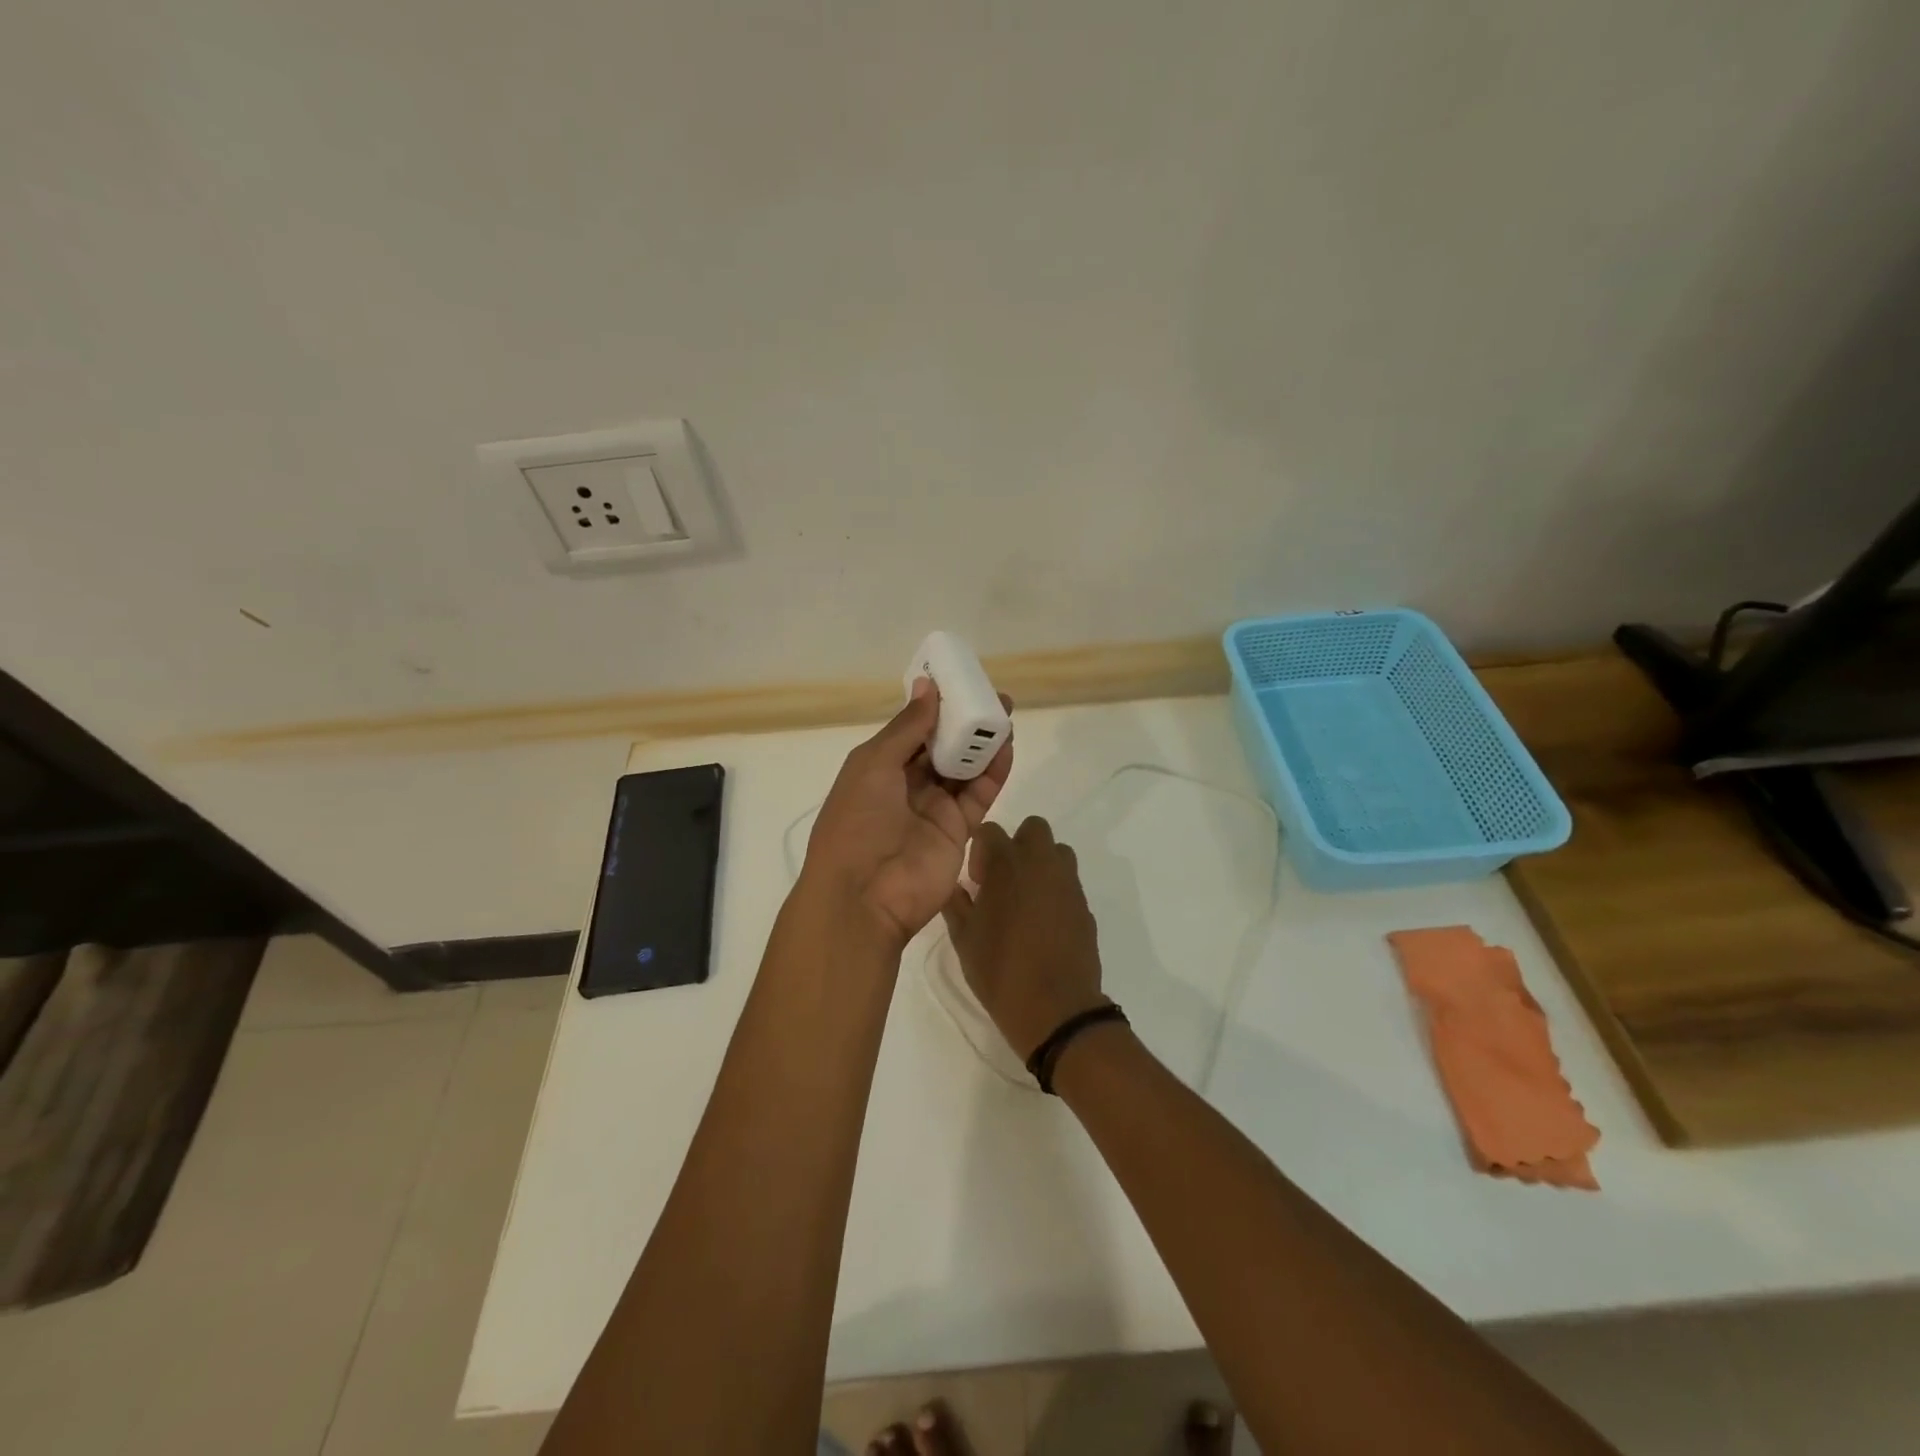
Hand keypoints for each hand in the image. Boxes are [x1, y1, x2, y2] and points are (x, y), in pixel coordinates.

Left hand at [801, 678, 1013, 948]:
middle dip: (965, 723)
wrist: (865, 896)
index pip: (913, 729)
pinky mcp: (959, 830)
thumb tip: (929, 686)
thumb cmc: (857, 822)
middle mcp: (907, 785)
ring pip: (964, 768)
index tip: (961, 682)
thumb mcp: (874, 765)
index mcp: (878, 767)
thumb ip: (907, 727)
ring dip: (982, 744)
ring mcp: (934, 809)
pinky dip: (993, 772)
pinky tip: (1006, 749)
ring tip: (1004, 717)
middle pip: (942, 747)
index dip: (936, 707)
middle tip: (994, 698)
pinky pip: (979, 794)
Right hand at [941, 817, 1105, 1059]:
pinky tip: (1043, 925)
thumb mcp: (964, 939)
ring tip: (1025, 901)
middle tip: (1003, 881)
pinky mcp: (1085, 906)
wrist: (1055, 1009)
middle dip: (1017, 845)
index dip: (979, 851)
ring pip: (1057, 852)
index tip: (977, 882)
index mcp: (1007, 864)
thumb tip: (955, 887)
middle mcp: (1041, 864)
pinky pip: (1068, 884)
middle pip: (1033, 829)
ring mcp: (1068, 884)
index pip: (991, 830)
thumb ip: (956, 904)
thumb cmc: (1000, 971)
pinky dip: (1055, 892)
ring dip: (1040, 864)